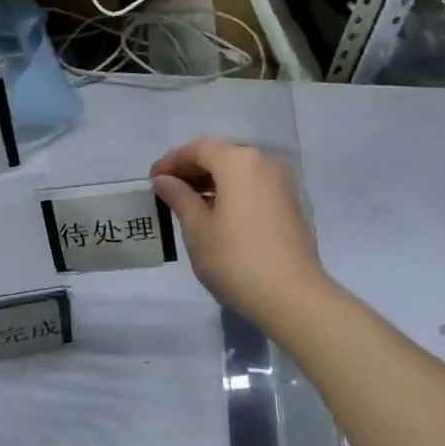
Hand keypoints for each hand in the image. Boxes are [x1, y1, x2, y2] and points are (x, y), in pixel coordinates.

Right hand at [152, 136, 328, 328]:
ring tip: (188, 204)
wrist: (292, 296)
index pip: (198, 148)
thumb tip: (164, 180)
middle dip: (192, 170)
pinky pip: (254, 186)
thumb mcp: (197, 228)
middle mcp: (264, 162)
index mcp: (239, 161)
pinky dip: (232, 192)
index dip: (171, 161)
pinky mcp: (291, 204)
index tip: (152, 180)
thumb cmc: (235, 259)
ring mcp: (282, 183)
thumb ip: (178, 197)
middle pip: (221, 155)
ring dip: (212, 182)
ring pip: (239, 171)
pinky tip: (216, 215)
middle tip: (167, 190)